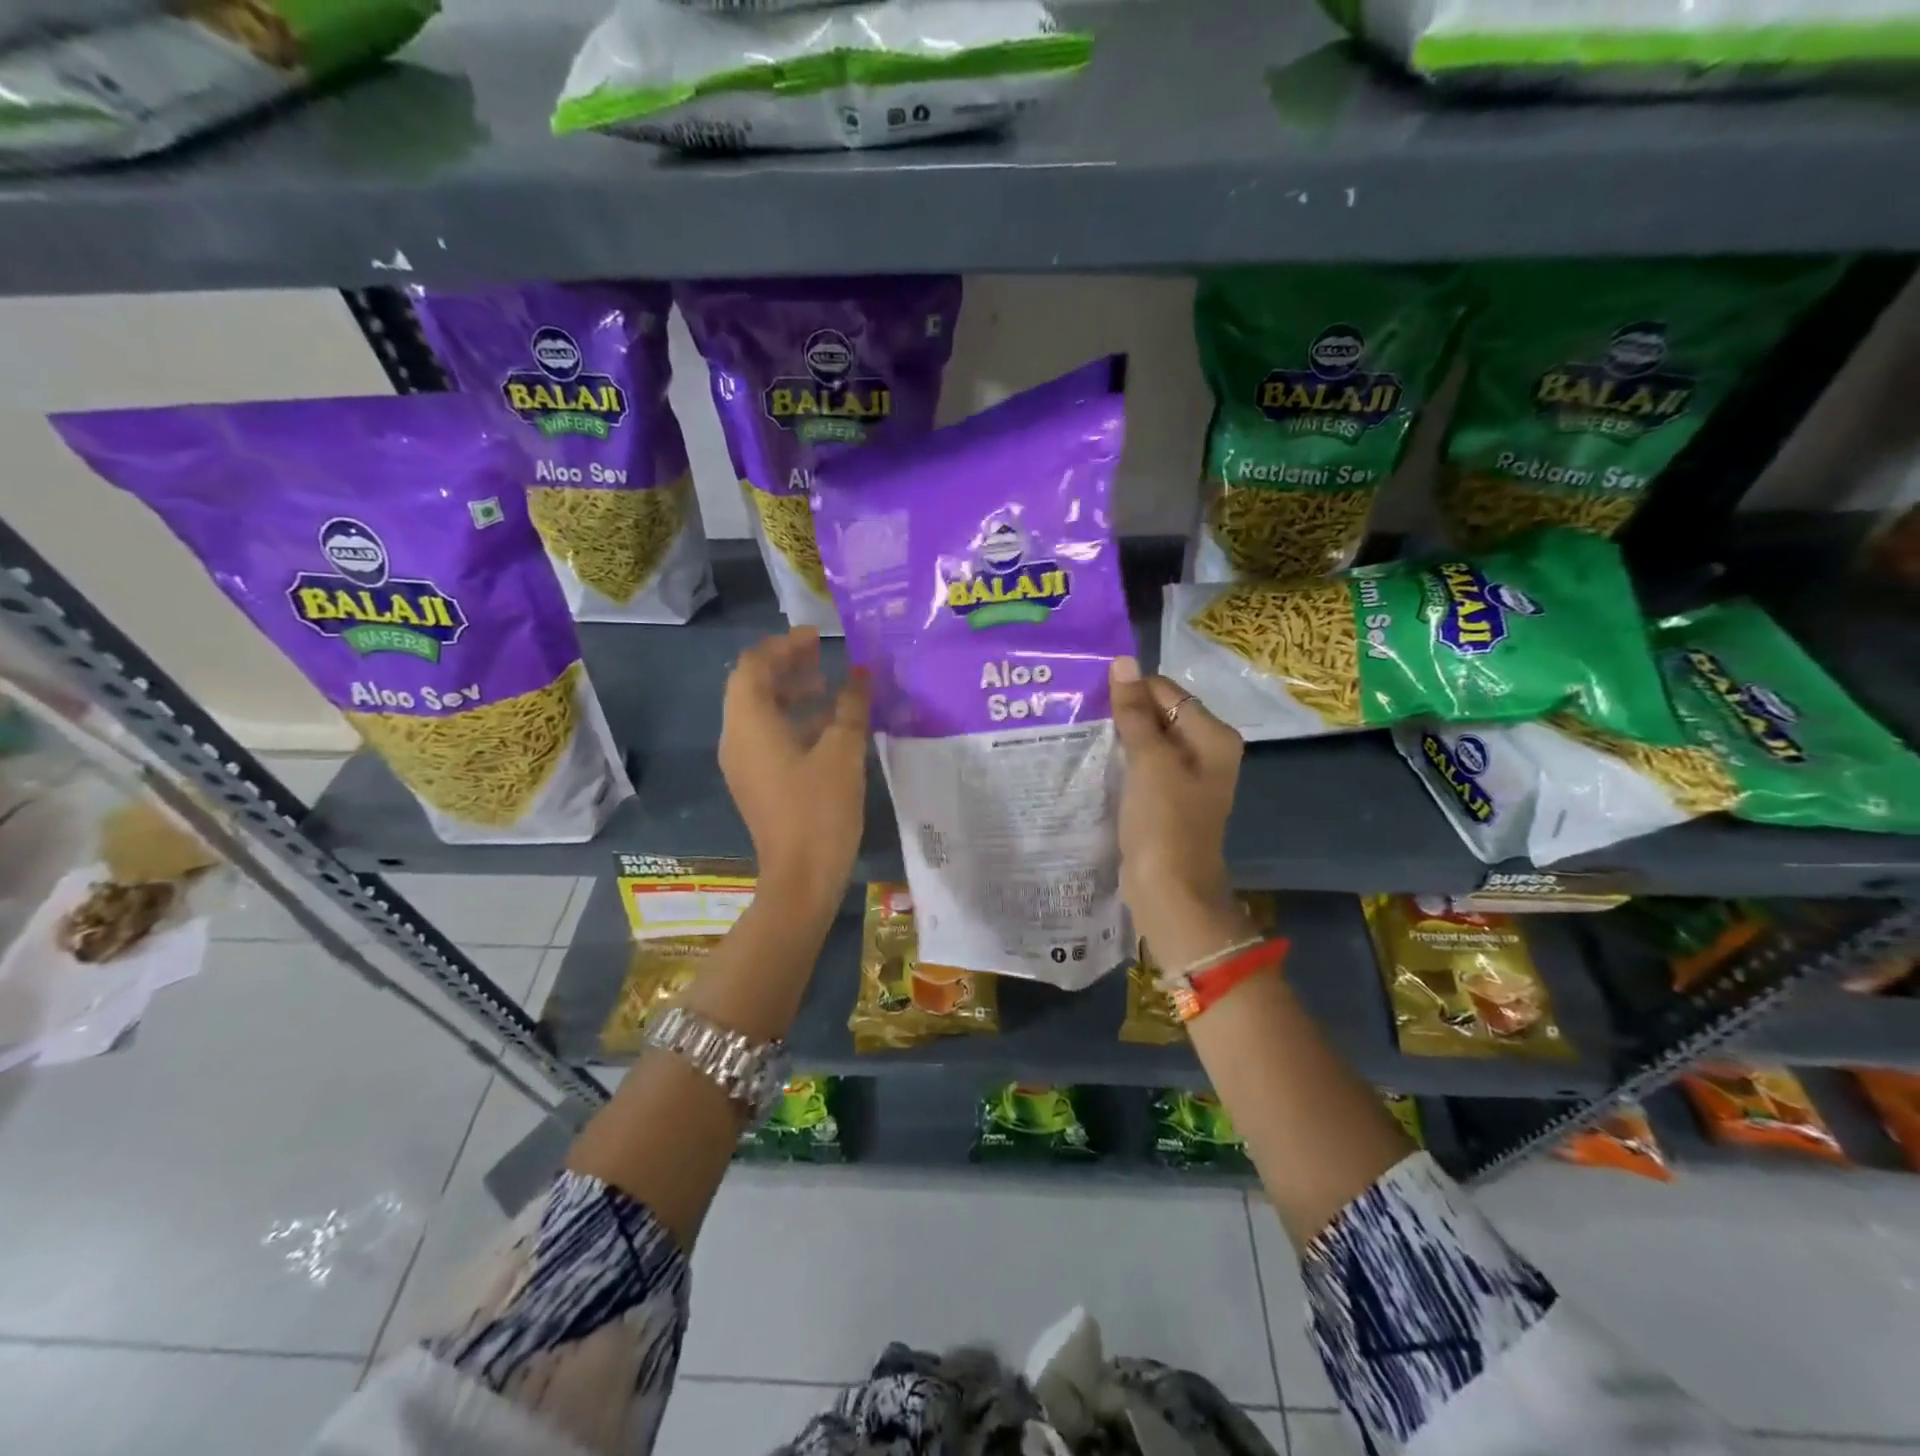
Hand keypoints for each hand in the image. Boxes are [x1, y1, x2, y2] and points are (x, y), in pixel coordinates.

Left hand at [721, 629, 870, 911]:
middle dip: (786, 666)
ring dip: (791, 693)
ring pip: (761, 713)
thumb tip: (862, 672)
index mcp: (749, 724)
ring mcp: (744, 763)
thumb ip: (851, 705)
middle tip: (822, 655)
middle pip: (753, 687)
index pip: (752, 666)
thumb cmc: (820, 810)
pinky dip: (793, 721)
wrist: (801, 878)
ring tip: (830, 686)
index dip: (782, 646)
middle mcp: (737, 739)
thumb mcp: (843, 751)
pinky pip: (768, 737)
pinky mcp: (757, 782)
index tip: (816, 637)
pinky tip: (829, 726)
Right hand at [1108, 656, 1252, 968]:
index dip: (1130, 690)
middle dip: (1122, 713)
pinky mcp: (1165, 799)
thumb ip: (1135, 712)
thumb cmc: (1164, 822)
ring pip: (1146, 741)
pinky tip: (1091, 759)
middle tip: (1078, 711)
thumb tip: (1123, 662)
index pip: (1167, 692)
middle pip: (1158, 714)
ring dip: (1117, 737)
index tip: (1089, 694)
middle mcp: (1204, 751)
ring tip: (1078, 730)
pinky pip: (1141, 767)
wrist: (1169, 891)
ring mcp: (1184, 778)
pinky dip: (1120, 761)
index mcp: (1212, 736)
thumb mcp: (1149, 762)